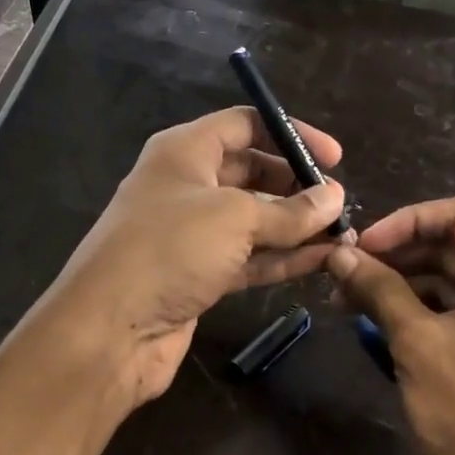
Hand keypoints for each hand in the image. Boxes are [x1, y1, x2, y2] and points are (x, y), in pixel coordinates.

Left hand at [44, 107, 347, 405]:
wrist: (110, 330)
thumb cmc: (169, 249)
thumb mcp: (234, 218)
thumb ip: (290, 210)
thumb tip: (335, 198)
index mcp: (185, 151)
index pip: (245, 125)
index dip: (291, 134)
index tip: (334, 159)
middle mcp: (187, 185)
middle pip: (252, 173)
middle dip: (296, 185)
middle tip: (340, 204)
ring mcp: (191, 233)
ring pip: (254, 220)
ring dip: (297, 227)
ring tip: (344, 236)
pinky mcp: (198, 274)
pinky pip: (248, 257)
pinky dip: (282, 258)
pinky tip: (322, 261)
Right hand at [327, 197, 454, 454]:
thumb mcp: (417, 343)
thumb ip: (378, 288)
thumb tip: (338, 254)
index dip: (406, 221)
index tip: (361, 246)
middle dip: (397, 256)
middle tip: (344, 275)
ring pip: (453, 283)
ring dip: (402, 286)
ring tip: (348, 302)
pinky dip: (419, 314)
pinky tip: (377, 325)